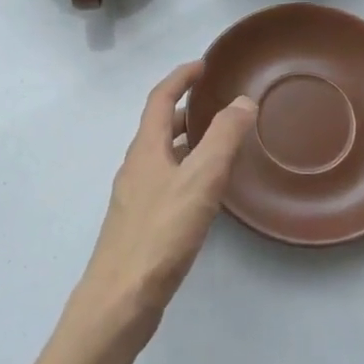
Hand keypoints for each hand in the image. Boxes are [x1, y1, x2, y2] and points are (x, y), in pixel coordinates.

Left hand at [73, 61, 256, 338]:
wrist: (121, 298)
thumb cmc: (160, 233)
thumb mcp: (200, 180)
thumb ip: (223, 138)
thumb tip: (242, 101)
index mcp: (146, 148)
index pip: (160, 99)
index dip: (180, 78)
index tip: (204, 65)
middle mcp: (137, 166)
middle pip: (160, 125)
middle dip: (187, 108)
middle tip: (219, 102)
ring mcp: (137, 196)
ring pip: (164, 155)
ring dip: (188, 140)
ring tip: (221, 140)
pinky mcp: (142, 223)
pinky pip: (167, 181)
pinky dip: (187, 170)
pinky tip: (206, 191)